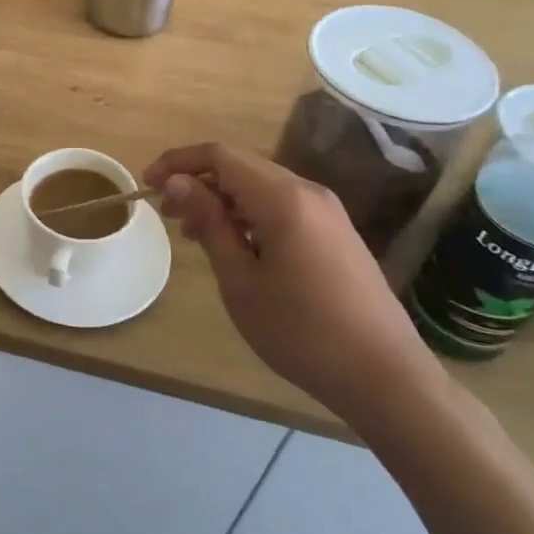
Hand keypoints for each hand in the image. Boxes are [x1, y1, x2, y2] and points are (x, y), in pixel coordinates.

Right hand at [143, 144, 437, 426]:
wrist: (386, 377)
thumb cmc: (302, 332)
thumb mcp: (240, 279)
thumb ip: (209, 222)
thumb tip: (179, 182)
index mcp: (283, 198)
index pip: (220, 155)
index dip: (178, 163)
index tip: (147, 185)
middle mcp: (308, 192)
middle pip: (241, 166)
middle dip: (198, 182)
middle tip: (166, 213)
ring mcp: (327, 212)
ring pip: (260, 187)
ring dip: (222, 200)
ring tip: (192, 233)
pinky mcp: (335, 233)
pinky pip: (281, 206)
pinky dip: (248, 214)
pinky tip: (233, 246)